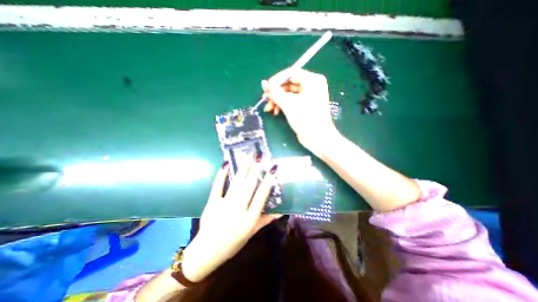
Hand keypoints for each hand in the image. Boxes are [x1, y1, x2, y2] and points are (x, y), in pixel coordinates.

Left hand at [182, 158, 281, 283]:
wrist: (206, 252)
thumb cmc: (233, 244)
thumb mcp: (251, 233)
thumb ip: (266, 220)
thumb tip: (281, 211)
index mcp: (249, 220)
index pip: (261, 197)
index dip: (267, 182)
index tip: (272, 169)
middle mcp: (237, 211)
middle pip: (248, 187)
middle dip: (256, 170)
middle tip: (261, 156)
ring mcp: (223, 206)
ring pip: (236, 184)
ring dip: (243, 168)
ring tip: (249, 156)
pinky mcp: (211, 203)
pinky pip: (217, 187)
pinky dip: (221, 175)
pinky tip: (225, 164)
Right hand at [262, 68, 338, 152]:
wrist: (317, 138)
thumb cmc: (305, 119)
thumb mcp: (289, 104)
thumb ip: (275, 93)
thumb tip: (264, 84)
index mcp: (312, 80)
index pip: (291, 73)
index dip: (276, 80)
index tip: (266, 88)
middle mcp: (312, 85)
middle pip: (289, 84)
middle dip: (276, 93)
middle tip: (266, 101)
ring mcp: (310, 95)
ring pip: (289, 93)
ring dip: (278, 100)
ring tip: (270, 109)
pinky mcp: (306, 105)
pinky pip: (292, 100)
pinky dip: (284, 105)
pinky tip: (276, 111)